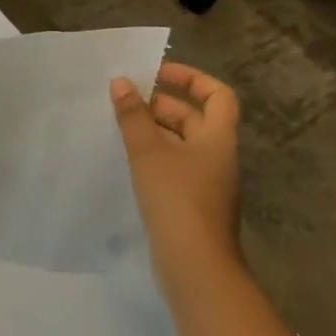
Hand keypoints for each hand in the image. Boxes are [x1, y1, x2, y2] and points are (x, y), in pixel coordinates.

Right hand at [111, 62, 242, 287]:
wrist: (194, 263)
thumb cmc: (176, 198)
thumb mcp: (148, 151)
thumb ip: (133, 115)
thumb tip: (121, 82)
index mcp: (218, 138)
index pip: (217, 94)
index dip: (190, 78)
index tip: (156, 73)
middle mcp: (217, 156)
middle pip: (194, 118)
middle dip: (159, 105)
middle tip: (123, 102)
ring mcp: (206, 182)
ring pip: (180, 144)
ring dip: (151, 131)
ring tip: (117, 128)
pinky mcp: (191, 203)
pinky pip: (172, 167)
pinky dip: (151, 157)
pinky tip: (125, 162)